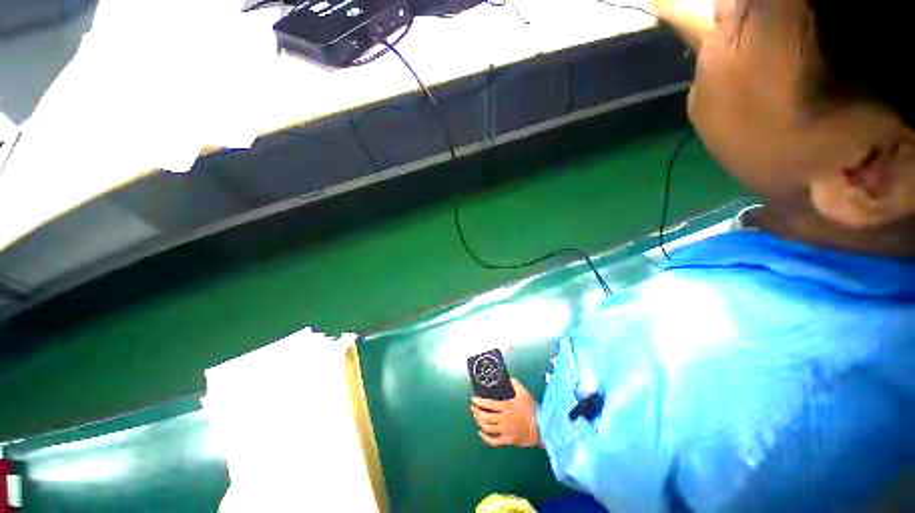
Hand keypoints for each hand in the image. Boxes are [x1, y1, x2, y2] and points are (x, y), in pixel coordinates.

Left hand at [471, 379, 541, 447]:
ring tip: (476, 416)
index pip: (487, 404)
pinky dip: (485, 438)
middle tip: (473, 407)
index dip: (478, 402)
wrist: (542, 428)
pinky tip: (481, 433)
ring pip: (486, 428)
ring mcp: (504, 431)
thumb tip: (509, 378)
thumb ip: (515, 384)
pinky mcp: (507, 441)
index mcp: (505, 407)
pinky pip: (493, 441)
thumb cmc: (532, 409)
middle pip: (484, 417)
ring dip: (479, 422)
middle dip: (477, 411)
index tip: (473, 399)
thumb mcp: (524, 393)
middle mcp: (502, 419)